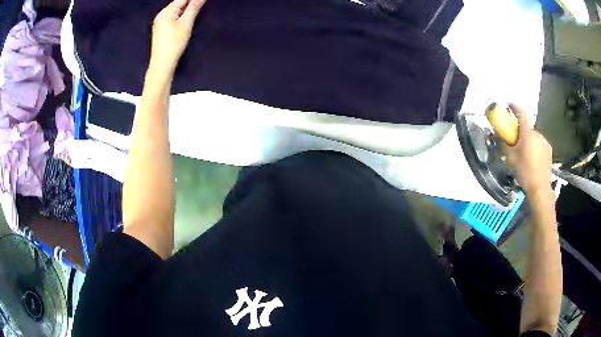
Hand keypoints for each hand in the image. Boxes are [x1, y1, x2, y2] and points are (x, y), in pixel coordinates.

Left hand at [150, 0, 205, 75]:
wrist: (162, 64)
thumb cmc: (174, 43)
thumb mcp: (186, 23)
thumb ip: (194, 7)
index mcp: (166, 11)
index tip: (202, 1)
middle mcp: (161, 14)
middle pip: (178, 3)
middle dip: (190, 2)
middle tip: (201, 4)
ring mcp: (159, 22)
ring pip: (175, 10)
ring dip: (185, 8)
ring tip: (196, 9)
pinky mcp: (160, 29)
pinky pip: (171, 17)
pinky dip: (180, 15)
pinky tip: (185, 19)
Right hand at [504, 104, 552, 193]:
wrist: (540, 188)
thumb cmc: (525, 172)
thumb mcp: (510, 159)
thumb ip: (504, 144)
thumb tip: (498, 134)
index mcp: (527, 133)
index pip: (521, 114)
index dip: (514, 107)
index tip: (509, 104)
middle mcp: (537, 134)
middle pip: (527, 128)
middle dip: (521, 132)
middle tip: (516, 143)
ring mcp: (544, 142)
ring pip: (534, 137)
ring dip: (529, 141)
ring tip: (525, 154)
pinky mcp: (549, 150)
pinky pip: (540, 144)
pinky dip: (535, 147)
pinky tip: (533, 159)